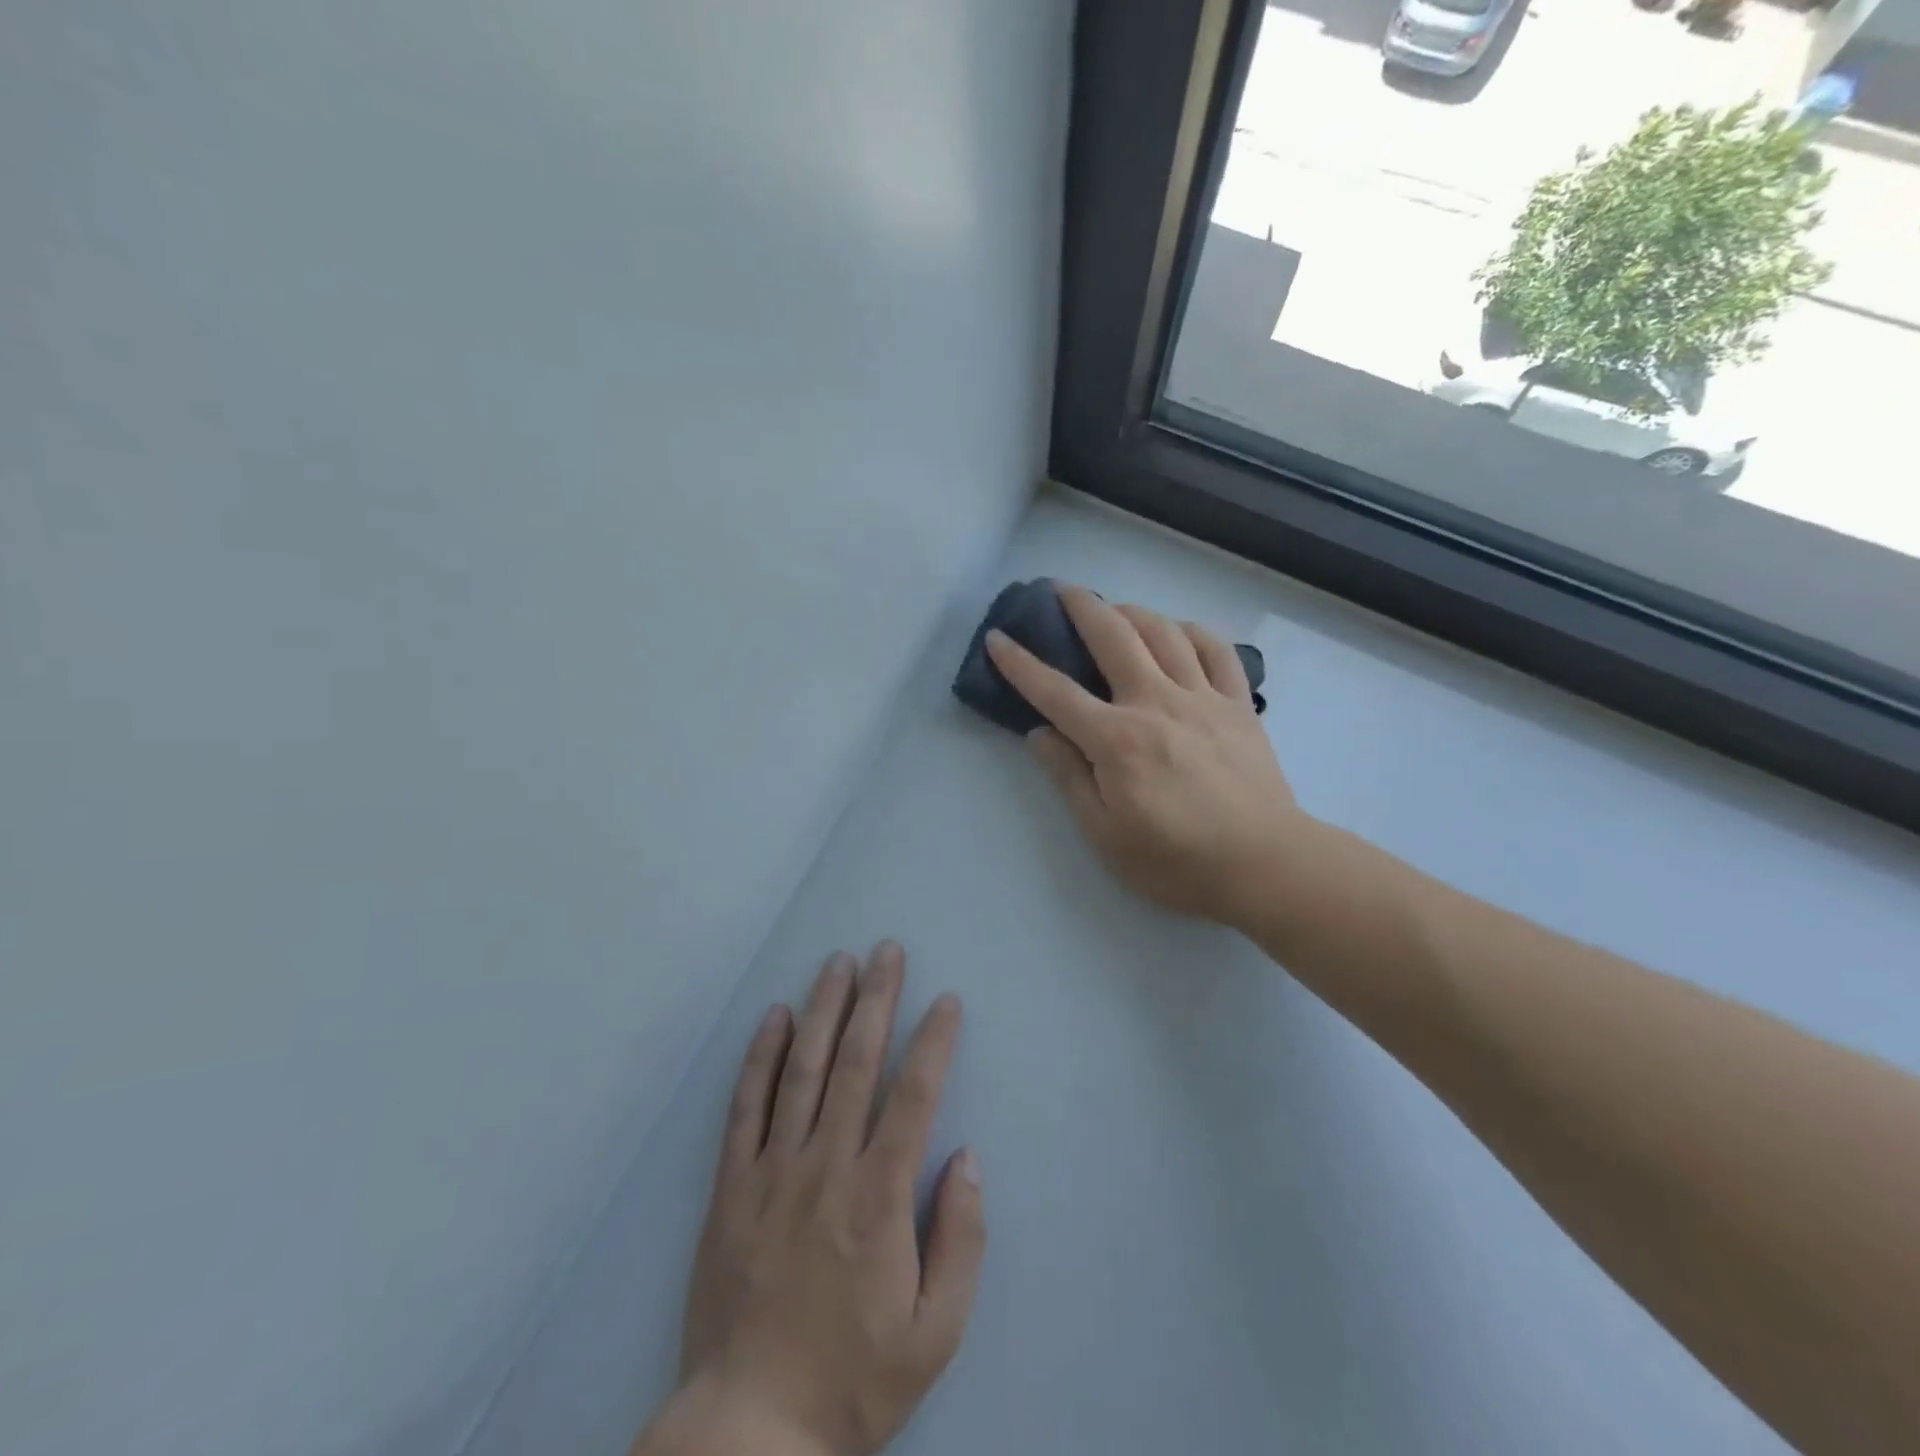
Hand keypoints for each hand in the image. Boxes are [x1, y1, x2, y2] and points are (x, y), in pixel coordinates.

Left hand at [639, 943, 983, 1455]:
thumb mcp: (936, 1333)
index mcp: (879, 1197)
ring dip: (823, 1009)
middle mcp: (827, 1166)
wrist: (748, 1431)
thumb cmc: (853, 1378)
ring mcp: (773, 1171)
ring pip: (802, 1069)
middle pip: (856, 1063)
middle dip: (877, 999)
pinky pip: (746, 1107)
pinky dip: (761, 1057)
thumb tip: (967, 1159)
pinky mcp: (731, 1186)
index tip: (947, 1000)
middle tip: (888, 950)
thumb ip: (962, 1240)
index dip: (934, 1042)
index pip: (914, 1096)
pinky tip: (774, 1017)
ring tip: (838, 963)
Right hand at [986, 584, 1313, 928]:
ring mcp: (1203, 698)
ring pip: (1164, 632)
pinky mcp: (1238, 705)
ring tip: (1115, 610)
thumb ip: (1069, 778)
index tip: (998, 639)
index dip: (1020, 664)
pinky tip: (1179, 633)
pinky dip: (1193, 632)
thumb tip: (1039, 734)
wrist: (1265, 865)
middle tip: (1061, 590)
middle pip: (1114, 637)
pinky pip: (1217, 651)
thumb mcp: (1105, 835)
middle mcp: (1156, 703)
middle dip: (1082, 606)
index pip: (1055, 692)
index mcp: (1117, 740)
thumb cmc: (1176, 861)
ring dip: (1133, 611)